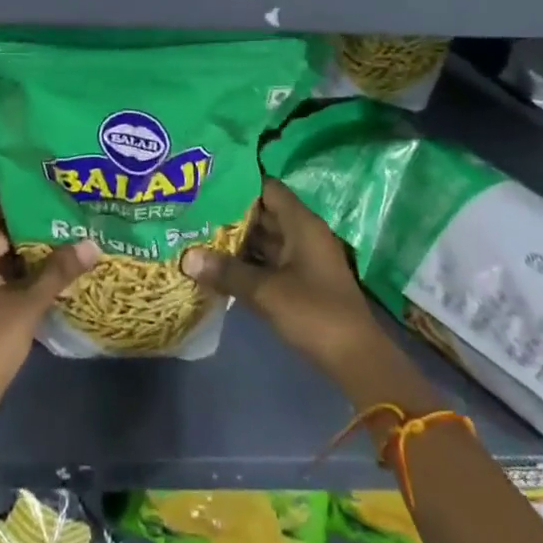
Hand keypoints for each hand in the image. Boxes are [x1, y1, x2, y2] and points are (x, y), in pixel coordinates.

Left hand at [0, 192, 98, 428]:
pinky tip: (49, 276)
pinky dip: (19, 273)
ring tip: (65, 240)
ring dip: (26, 249)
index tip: (42, 188)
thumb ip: (57, 273)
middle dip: (27, 222)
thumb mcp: (26, 307)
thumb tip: (92, 242)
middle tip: (64, 214)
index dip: (8, 192)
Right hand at [182, 177, 403, 392]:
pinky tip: (218, 267)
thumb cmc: (314, 313)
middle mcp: (304, 234)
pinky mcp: (301, 282)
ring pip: (265, 240)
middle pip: (264, 213)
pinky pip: (269, 262)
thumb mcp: (265, 291)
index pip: (268, 188)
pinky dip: (247, 262)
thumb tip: (186, 258)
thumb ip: (227, 272)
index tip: (207, 185)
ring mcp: (304, 259)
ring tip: (197, 235)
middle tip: (194, 211)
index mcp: (302, 224)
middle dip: (230, 214)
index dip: (239, 184)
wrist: (355, 359)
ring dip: (236, 240)